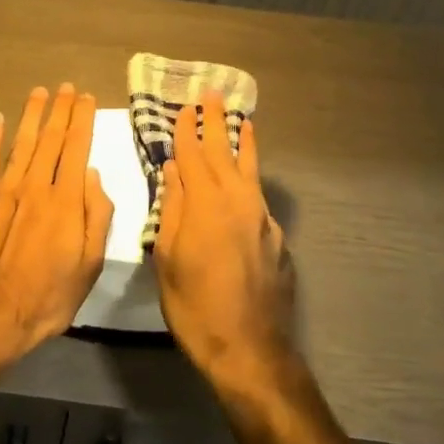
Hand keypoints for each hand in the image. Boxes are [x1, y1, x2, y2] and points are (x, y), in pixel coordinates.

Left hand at [0, 85, 112, 366]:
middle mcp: (34, 186)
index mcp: (65, 200)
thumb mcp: (91, 265)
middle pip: (50, 139)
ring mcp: (2, 192)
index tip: (86, 99)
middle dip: (60, 110)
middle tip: (66, 87)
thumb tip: (92, 174)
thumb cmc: (49, 296)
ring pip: (20, 143)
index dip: (82, 120)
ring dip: (31, 115)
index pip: (76, 148)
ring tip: (39, 93)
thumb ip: (96, 216)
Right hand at [153, 91, 293, 388]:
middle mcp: (238, 202)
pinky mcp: (276, 238)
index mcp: (206, 204)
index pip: (193, 156)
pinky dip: (251, 178)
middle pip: (224, 152)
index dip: (187, 131)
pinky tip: (248, 181)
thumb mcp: (167, 257)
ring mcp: (261, 219)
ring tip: (243, 121)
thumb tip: (173, 171)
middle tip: (213, 95)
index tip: (184, 108)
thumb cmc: (194, 305)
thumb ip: (172, 209)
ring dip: (243, 143)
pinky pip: (259, 197)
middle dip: (216, 123)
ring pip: (250, 170)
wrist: (250, 348)